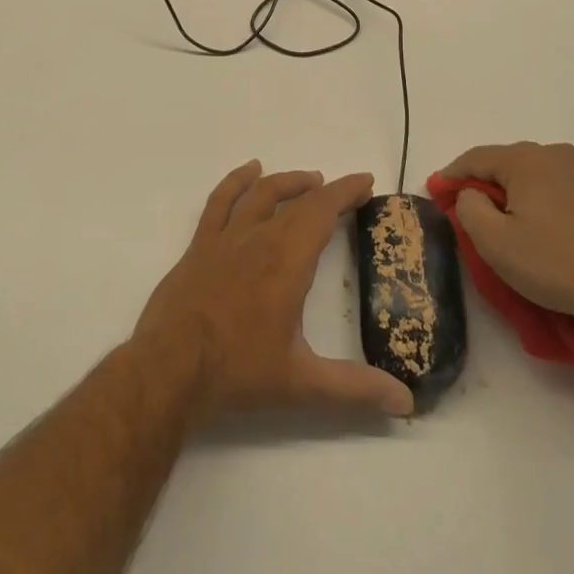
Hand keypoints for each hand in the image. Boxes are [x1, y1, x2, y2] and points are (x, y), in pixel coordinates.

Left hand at [133, 161, 414, 420]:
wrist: (168, 369)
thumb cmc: (237, 371)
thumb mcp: (302, 384)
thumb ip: (355, 389)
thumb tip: (405, 403)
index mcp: (287, 261)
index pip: (322, 211)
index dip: (346, 192)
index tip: (366, 182)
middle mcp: (259, 238)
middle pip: (297, 202)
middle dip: (326, 191)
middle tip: (347, 191)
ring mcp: (226, 238)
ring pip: (261, 194)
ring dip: (288, 182)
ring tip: (310, 179)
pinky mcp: (200, 245)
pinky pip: (221, 201)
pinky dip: (237, 181)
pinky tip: (249, 171)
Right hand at [438, 142, 573, 363]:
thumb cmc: (554, 263)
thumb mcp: (495, 242)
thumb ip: (469, 208)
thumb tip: (471, 193)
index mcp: (526, 159)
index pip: (476, 158)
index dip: (452, 175)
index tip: (436, 191)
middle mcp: (556, 154)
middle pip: (508, 164)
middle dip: (486, 185)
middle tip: (471, 211)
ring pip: (537, 177)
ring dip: (518, 195)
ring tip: (510, 224)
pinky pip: (562, 191)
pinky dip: (546, 204)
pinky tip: (548, 232)